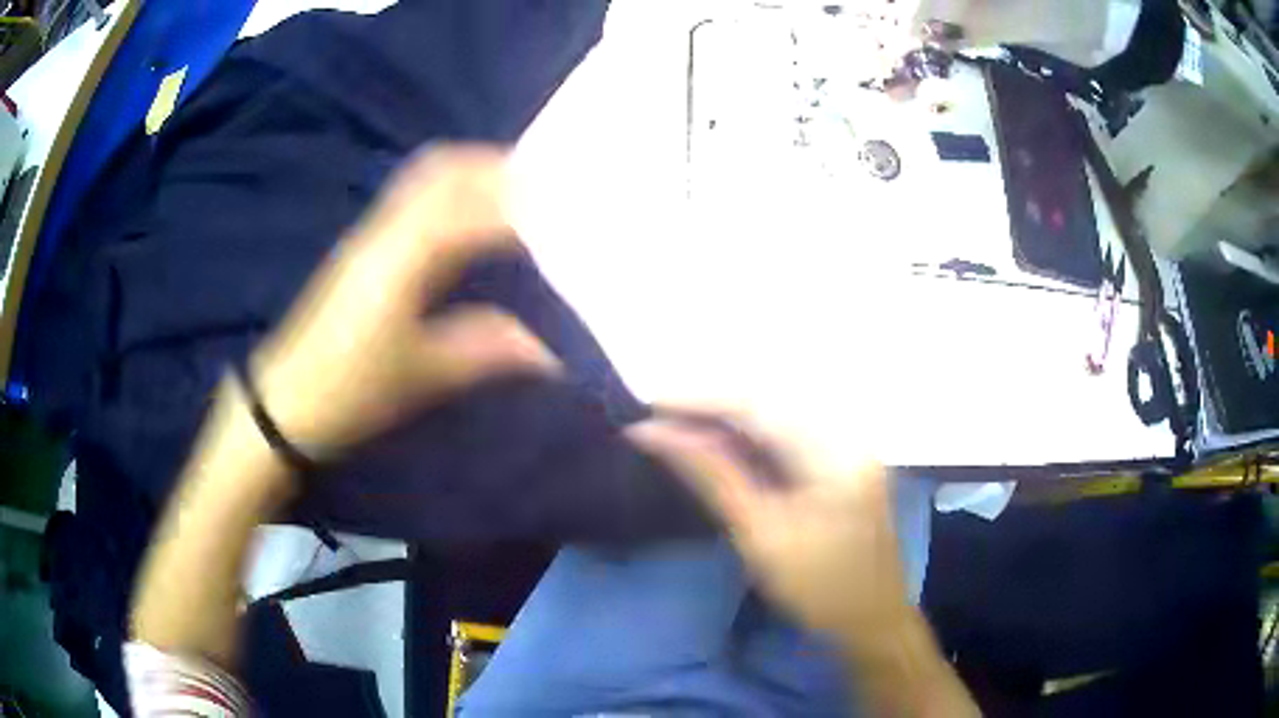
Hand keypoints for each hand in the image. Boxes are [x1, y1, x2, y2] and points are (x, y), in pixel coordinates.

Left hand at [250, 144, 558, 455]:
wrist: (286, 399)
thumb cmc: (351, 390)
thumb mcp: (423, 377)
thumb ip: (487, 350)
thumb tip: (552, 350)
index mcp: (402, 260)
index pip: (471, 211)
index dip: (521, 206)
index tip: (566, 214)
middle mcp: (386, 230)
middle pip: (445, 169)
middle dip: (499, 167)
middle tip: (549, 184)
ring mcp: (370, 230)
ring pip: (426, 173)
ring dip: (474, 168)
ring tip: (518, 186)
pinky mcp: (364, 242)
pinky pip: (413, 190)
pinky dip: (450, 183)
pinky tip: (470, 207)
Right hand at [628, 417, 909, 642]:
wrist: (872, 618)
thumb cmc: (817, 586)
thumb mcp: (760, 534)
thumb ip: (712, 476)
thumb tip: (657, 435)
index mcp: (834, 451)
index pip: (759, 405)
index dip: (702, 400)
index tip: (652, 406)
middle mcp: (846, 435)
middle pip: (770, 403)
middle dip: (713, 407)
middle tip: (661, 418)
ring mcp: (850, 447)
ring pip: (780, 417)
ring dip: (730, 421)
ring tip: (682, 428)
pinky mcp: (845, 462)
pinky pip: (792, 436)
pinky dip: (753, 439)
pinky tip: (723, 446)